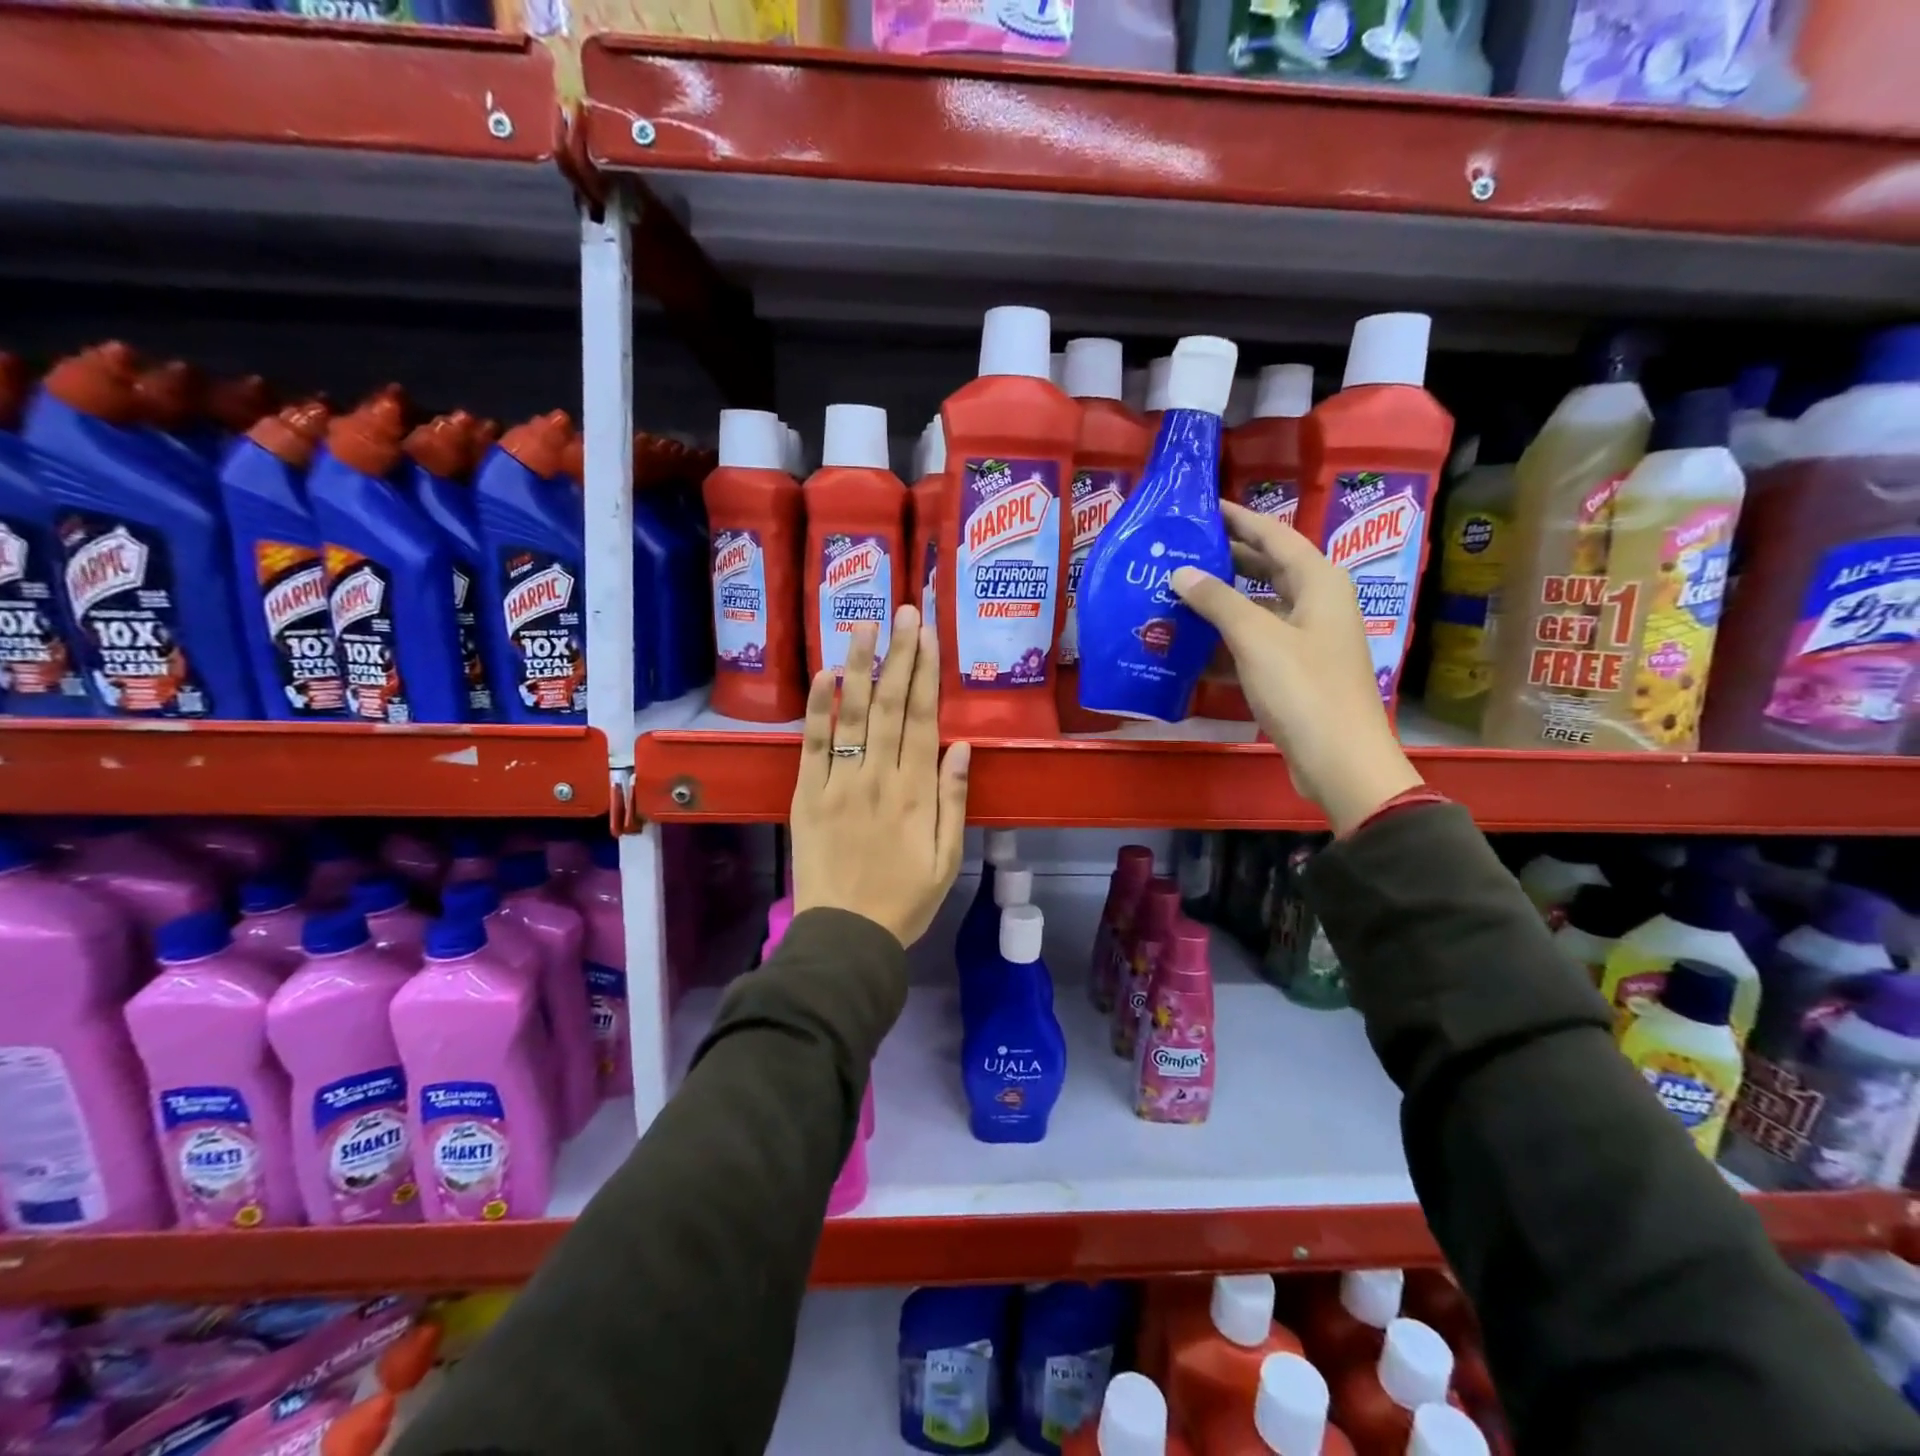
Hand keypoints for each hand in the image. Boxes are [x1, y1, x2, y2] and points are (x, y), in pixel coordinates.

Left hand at [790, 605, 969, 945]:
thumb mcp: (948, 858)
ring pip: (852, 714)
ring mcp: (839, 784)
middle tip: (903, 612)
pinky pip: (813, 745)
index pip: (923, 719)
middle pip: (891, 705)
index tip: (928, 635)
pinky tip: (823, 674)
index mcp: (917, 792)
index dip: (926, 672)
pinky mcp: (807, 795)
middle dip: (898, 654)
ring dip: (858, 666)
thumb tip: (961, 745)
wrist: (846, 936)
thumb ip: (955, 800)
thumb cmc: (905, 900)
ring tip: (864, 624)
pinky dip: (818, 708)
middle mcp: (879, 777)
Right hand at [1172, 501, 1423, 834]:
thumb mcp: (1256, 638)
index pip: (1274, 535)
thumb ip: (1217, 601)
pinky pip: (1255, 643)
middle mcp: (1317, 602)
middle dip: (1225, 560)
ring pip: (1258, 608)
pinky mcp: (1295, 671)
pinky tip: (1190, 648)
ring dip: (1220, 604)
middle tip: (1180, 551)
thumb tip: (1181, 572)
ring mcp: (1307, 639)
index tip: (1203, 507)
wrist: (1339, 759)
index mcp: (1319, 581)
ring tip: (1175, 595)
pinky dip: (1226, 642)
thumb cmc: (1303, 688)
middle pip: (1267, 569)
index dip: (1239, 519)